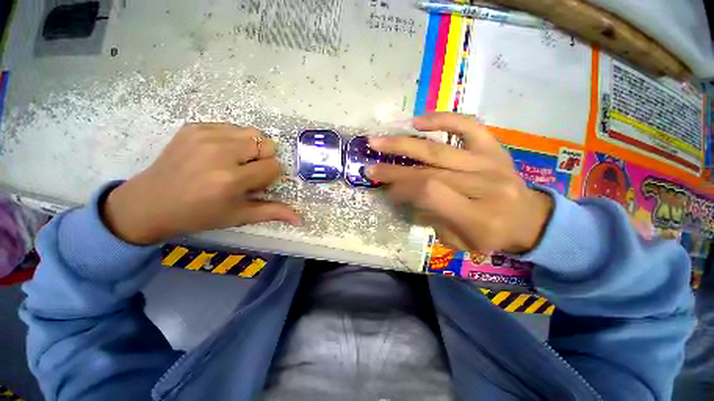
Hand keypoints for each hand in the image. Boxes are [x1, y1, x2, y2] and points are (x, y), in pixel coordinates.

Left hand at [102, 123, 300, 244]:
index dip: (268, 177)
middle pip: (266, 145)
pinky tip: (218, 153)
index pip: (273, 167)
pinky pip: (231, 127)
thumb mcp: (239, 216)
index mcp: (230, 180)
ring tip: (233, 162)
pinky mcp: (194, 126)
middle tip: (244, 172)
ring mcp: (204, 135)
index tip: (252, 184)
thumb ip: (273, 212)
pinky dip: (233, 140)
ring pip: (252, 133)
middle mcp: (219, 153)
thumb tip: (301, 220)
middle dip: (262, 160)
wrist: (150, 202)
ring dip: (250, 148)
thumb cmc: (199, 214)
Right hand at [365, 113, 552, 253]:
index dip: (401, 189)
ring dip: (404, 144)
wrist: (531, 220)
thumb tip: (404, 196)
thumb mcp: (459, 242)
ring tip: (378, 141)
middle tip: (369, 165)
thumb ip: (430, 219)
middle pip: (429, 171)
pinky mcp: (493, 148)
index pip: (430, 193)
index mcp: (477, 215)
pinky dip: (442, 120)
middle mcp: (484, 184)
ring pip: (439, 149)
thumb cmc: (492, 236)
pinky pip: (468, 126)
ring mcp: (489, 162)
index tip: (384, 189)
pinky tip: (417, 121)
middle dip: (393, 168)